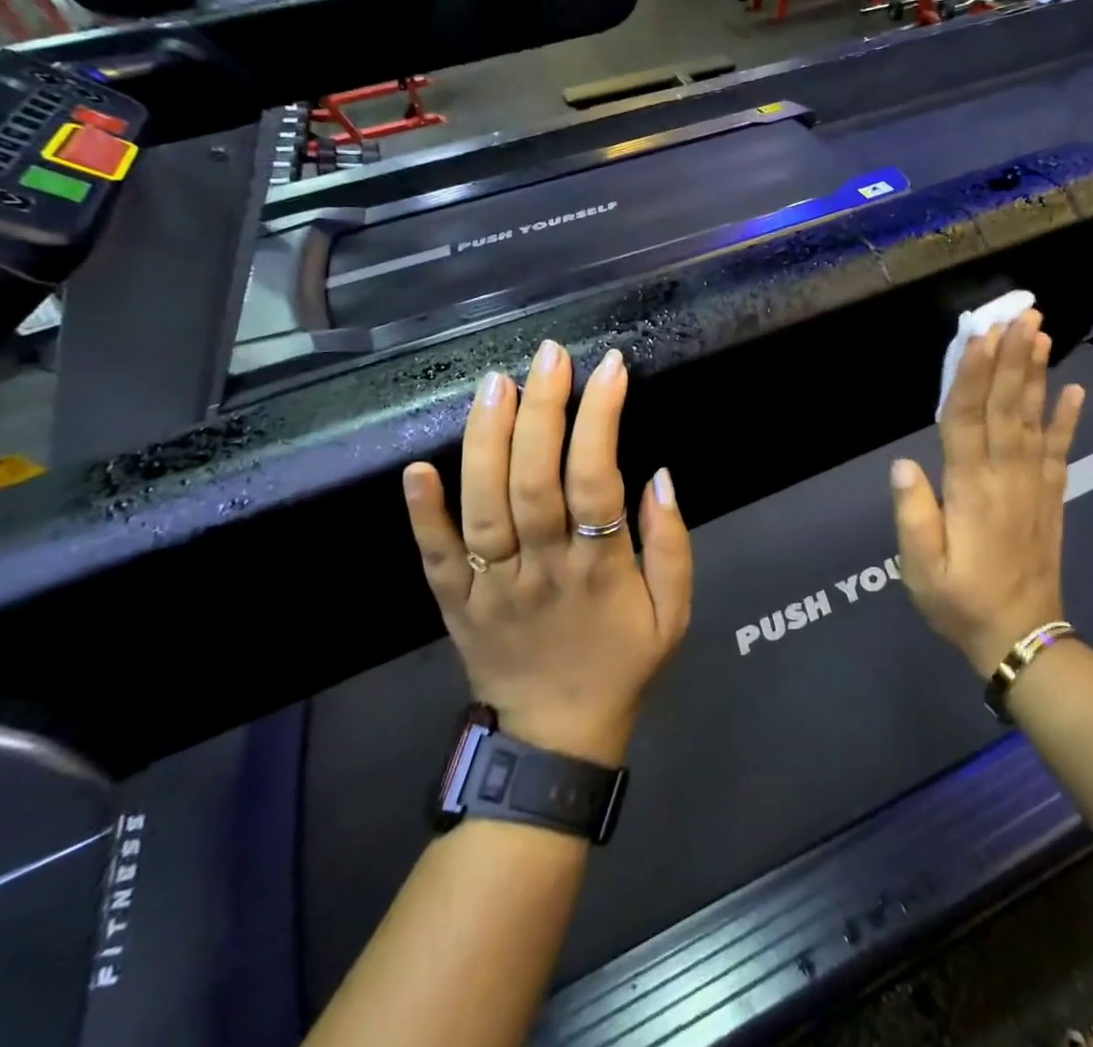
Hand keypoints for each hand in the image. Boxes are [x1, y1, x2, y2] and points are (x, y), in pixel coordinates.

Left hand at [402, 341, 693, 766]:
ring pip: (482, 506)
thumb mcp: (675, 615)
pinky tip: (416, 466)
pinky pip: (434, 555)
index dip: (602, 418)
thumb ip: (672, 545)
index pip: (597, 479)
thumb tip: (661, 475)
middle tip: (549, 353)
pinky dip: (422, 512)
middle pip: (534, 481)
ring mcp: (490, 585)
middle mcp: (541, 569)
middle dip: (542, 410)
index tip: (610, 367)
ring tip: (496, 382)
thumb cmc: (621, 664)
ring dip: (486, 441)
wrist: (554, 738)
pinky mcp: (454, 601)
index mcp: (599, 570)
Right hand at [889, 310, 1084, 677]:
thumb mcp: (920, 569)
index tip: (980, 335)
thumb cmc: (959, 602)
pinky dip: (1070, 419)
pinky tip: (1076, 389)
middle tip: (1022, 315)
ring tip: (1042, 335)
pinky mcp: (1051, 498)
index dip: (973, 375)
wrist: (1021, 640)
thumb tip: (904, 464)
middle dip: (1012, 358)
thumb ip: (913, 515)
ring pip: (1035, 420)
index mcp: (970, 490)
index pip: (969, 420)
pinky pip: (1062, 452)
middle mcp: (1006, 477)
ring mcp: (1035, 486)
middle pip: (1008, 407)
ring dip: (1037, 375)